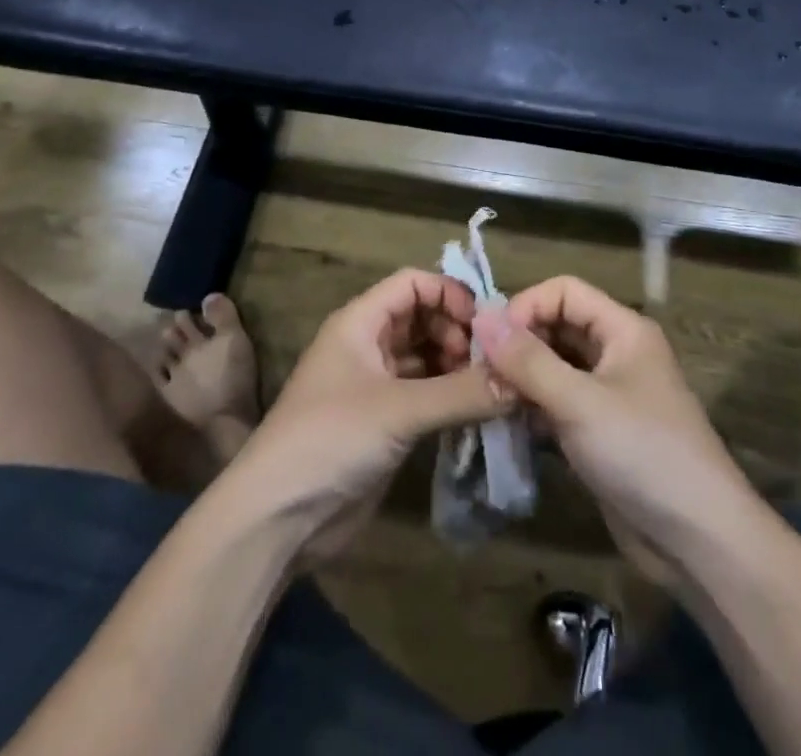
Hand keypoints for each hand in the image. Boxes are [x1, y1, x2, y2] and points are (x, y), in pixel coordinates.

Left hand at [229, 269, 509, 562]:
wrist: (277, 518)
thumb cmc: (331, 439)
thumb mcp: (399, 410)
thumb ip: (462, 393)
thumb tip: (523, 380)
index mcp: (360, 322)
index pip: (412, 283)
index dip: (449, 294)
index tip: (486, 325)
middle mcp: (367, 345)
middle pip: (421, 317)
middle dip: (458, 332)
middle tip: (492, 362)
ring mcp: (375, 385)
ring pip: (425, 357)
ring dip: (457, 366)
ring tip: (491, 387)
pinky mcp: (383, 423)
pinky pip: (425, 395)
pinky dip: (450, 397)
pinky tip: (477, 412)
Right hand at [473, 277, 750, 584]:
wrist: (700, 544)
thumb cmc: (643, 454)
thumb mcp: (580, 402)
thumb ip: (528, 360)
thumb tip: (481, 315)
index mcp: (622, 330)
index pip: (564, 291)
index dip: (527, 306)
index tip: (490, 340)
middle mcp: (615, 353)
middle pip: (557, 327)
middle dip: (518, 344)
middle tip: (480, 372)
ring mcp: (607, 395)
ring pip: (553, 367)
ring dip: (520, 378)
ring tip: (487, 398)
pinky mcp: (598, 433)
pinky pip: (556, 404)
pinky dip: (531, 408)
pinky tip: (504, 424)